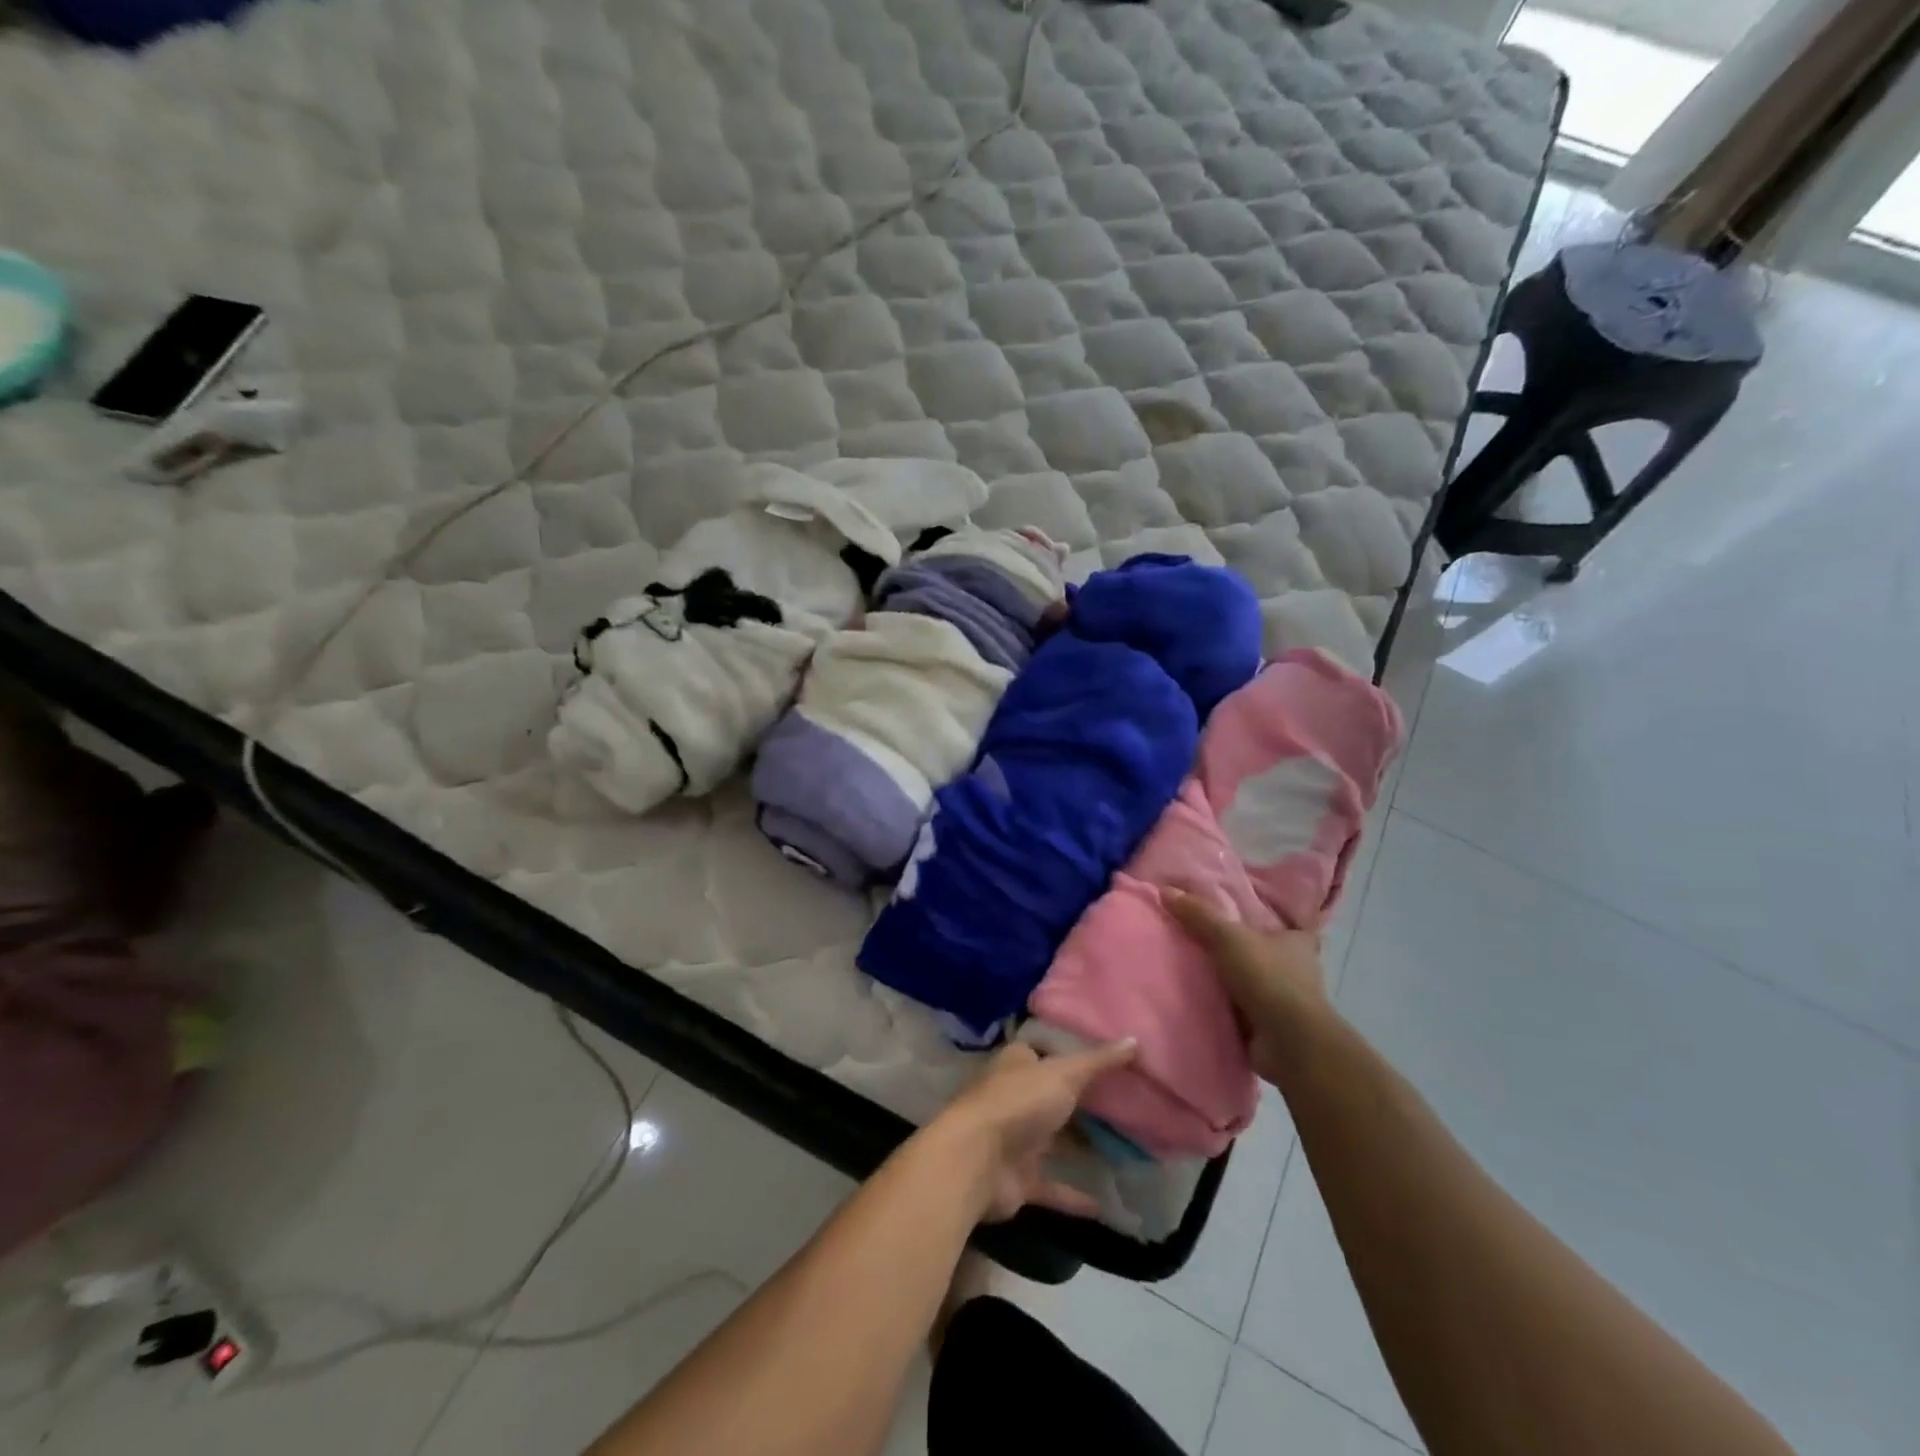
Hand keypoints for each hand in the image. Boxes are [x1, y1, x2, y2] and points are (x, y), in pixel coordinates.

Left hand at [929, 1040, 1136, 1222]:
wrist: (975, 1162)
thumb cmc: (1018, 1103)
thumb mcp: (1063, 1073)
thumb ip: (1098, 1061)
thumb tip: (1135, 1039)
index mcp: (1018, 1064)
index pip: (1046, 1052)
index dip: (1073, 1053)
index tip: (1109, 1058)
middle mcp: (1015, 1097)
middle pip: (1054, 1097)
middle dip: (1084, 1103)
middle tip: (1128, 1105)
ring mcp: (1015, 1139)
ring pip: (1054, 1141)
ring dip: (1082, 1148)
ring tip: (1126, 1151)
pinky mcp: (1019, 1179)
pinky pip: (1052, 1186)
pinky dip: (1074, 1196)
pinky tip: (1105, 1205)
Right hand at [1166, 889, 1332, 1085]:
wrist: (1290, 1043)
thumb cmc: (1268, 978)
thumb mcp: (1228, 937)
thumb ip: (1199, 914)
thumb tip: (1165, 890)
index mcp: (1296, 942)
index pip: (1286, 924)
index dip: (1268, 920)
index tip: (1244, 917)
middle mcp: (1297, 970)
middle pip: (1267, 954)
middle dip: (1244, 951)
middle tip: (1204, 942)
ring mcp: (1286, 1002)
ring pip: (1255, 984)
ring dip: (1233, 983)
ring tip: (1194, 972)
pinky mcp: (1273, 1028)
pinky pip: (1244, 1012)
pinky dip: (1227, 1010)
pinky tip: (1200, 1003)